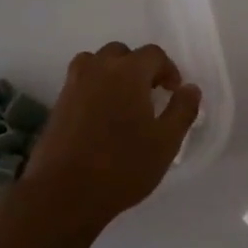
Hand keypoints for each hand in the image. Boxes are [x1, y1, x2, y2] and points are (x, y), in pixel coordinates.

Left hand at [15, 42, 201, 232]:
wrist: (64, 193)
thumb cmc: (123, 166)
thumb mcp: (166, 142)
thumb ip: (182, 110)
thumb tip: (190, 88)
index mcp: (128, 73)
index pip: (153, 54)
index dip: (168, 69)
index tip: (173, 92)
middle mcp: (98, 69)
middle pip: (121, 53)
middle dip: (139, 68)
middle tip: (149, 95)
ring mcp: (73, 85)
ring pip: (96, 63)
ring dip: (113, 74)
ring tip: (123, 102)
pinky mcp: (58, 104)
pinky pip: (81, 83)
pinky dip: (95, 89)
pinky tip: (102, 118)